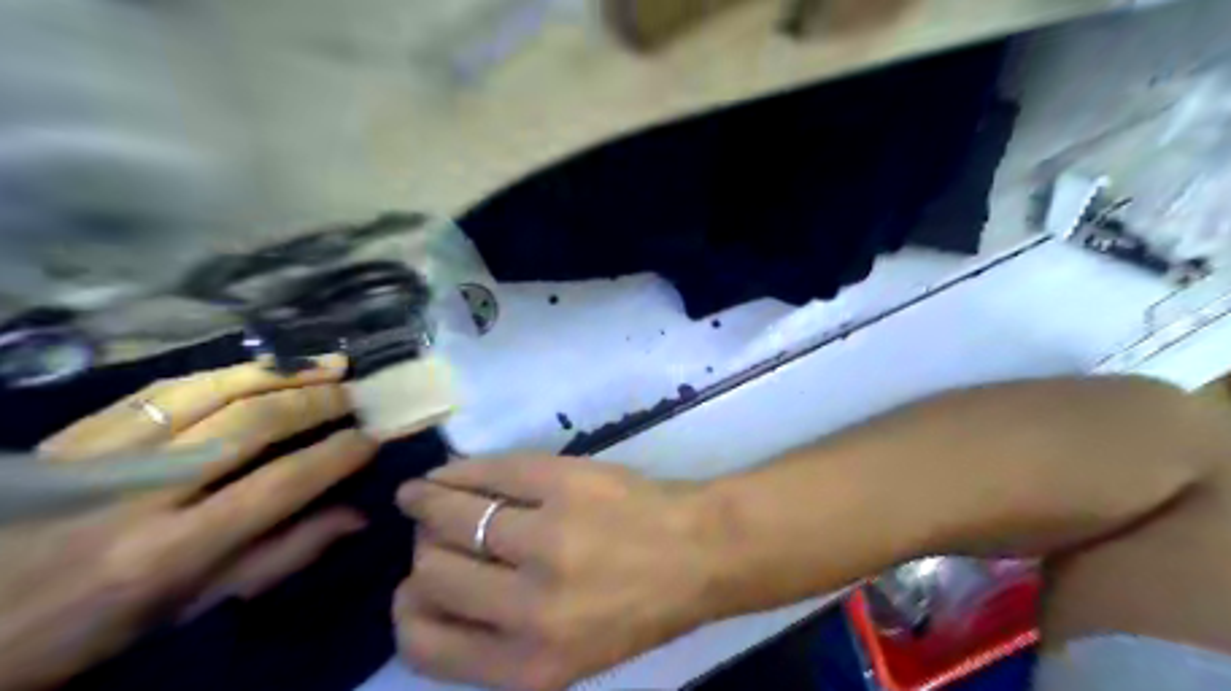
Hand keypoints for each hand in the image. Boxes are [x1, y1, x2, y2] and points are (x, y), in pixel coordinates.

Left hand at [0, 356, 374, 690]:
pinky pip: (165, 389)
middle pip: (250, 425)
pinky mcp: (78, 434)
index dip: (337, 455)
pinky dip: (225, 373)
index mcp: (173, 552)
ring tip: (329, 364)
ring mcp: (104, 455)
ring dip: (281, 373)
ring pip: (211, 392)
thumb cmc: (89, 629)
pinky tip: (261, 369)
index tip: (374, 438)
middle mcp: (143, 494)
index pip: (281, 485)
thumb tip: (357, 515)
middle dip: (317, 403)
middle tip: (358, 392)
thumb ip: (280, 557)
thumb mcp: (191, 610)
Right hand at [394, 457, 723, 688]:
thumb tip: (429, 589)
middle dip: (424, 550)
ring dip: (426, 500)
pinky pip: (489, 472)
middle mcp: (529, 608)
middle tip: (431, 531)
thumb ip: (495, 640)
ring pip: (451, 514)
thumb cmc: (636, 608)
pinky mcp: (563, 483)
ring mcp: (547, 537)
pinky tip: (451, 472)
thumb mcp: (564, 656)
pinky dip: (460, 470)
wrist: (697, 551)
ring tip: (420, 493)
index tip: (414, 585)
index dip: (409, 609)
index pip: (423, 641)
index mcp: (527, 666)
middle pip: (431, 571)